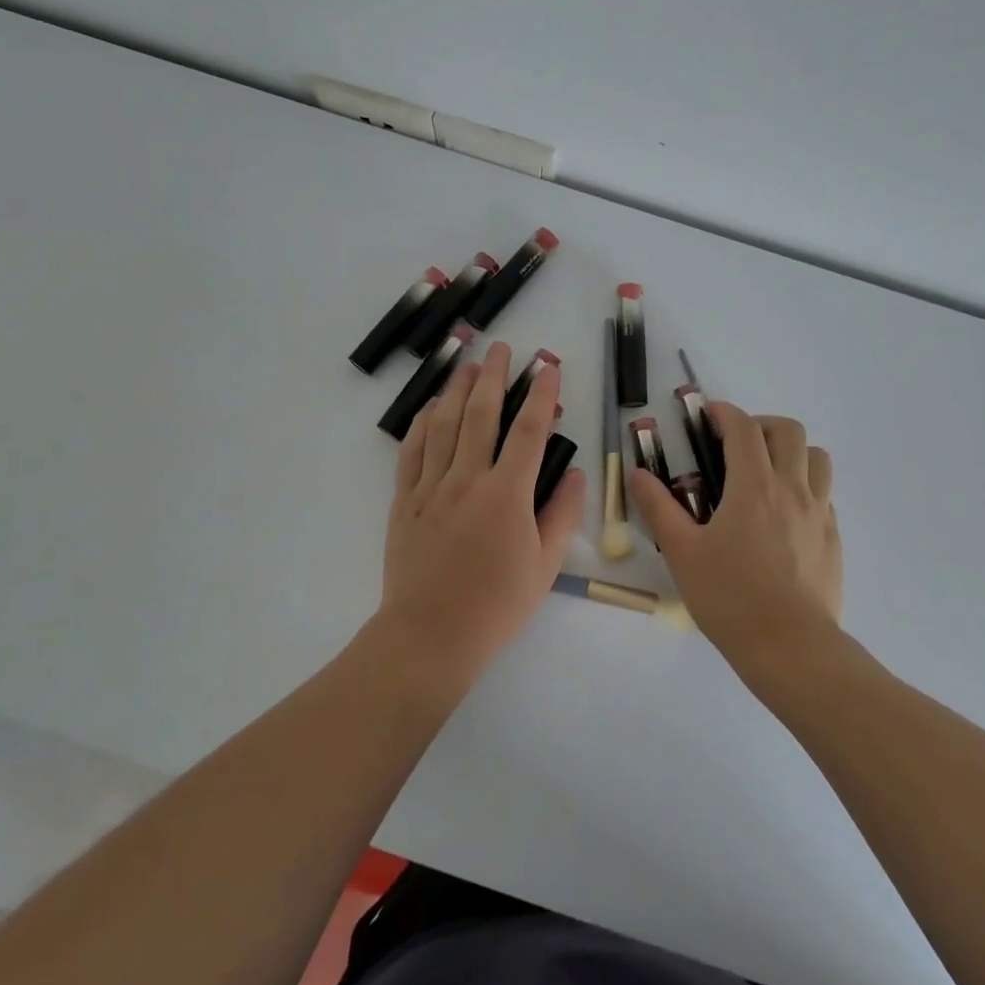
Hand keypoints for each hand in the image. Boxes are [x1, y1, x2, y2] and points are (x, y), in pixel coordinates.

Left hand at [378, 341, 586, 683]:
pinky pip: (412, 451)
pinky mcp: (405, 500)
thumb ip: (563, 515)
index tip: (548, 367)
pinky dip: (422, 424)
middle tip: (500, 348)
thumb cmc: (496, 605)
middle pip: (482, 414)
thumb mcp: (545, 566)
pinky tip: (430, 407)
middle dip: (494, 376)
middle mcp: (469, 479)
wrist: (430, 636)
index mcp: (508, 494)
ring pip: (444, 425)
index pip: (529, 431)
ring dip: (457, 389)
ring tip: (467, 363)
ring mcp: (432, 487)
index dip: (541, 394)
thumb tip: (578, 473)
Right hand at [626, 404, 841, 671]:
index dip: (725, 413)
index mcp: (754, 486)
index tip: (708, 415)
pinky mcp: (833, 538)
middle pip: (789, 431)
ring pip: (817, 458)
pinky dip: (805, 486)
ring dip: (791, 451)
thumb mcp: (682, 552)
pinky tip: (783, 514)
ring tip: (766, 473)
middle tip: (736, 444)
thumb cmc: (730, 597)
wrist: (790, 648)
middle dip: (761, 425)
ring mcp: (819, 513)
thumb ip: (658, 507)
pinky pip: (824, 493)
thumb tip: (636, 474)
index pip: (744, 428)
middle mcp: (792, 489)